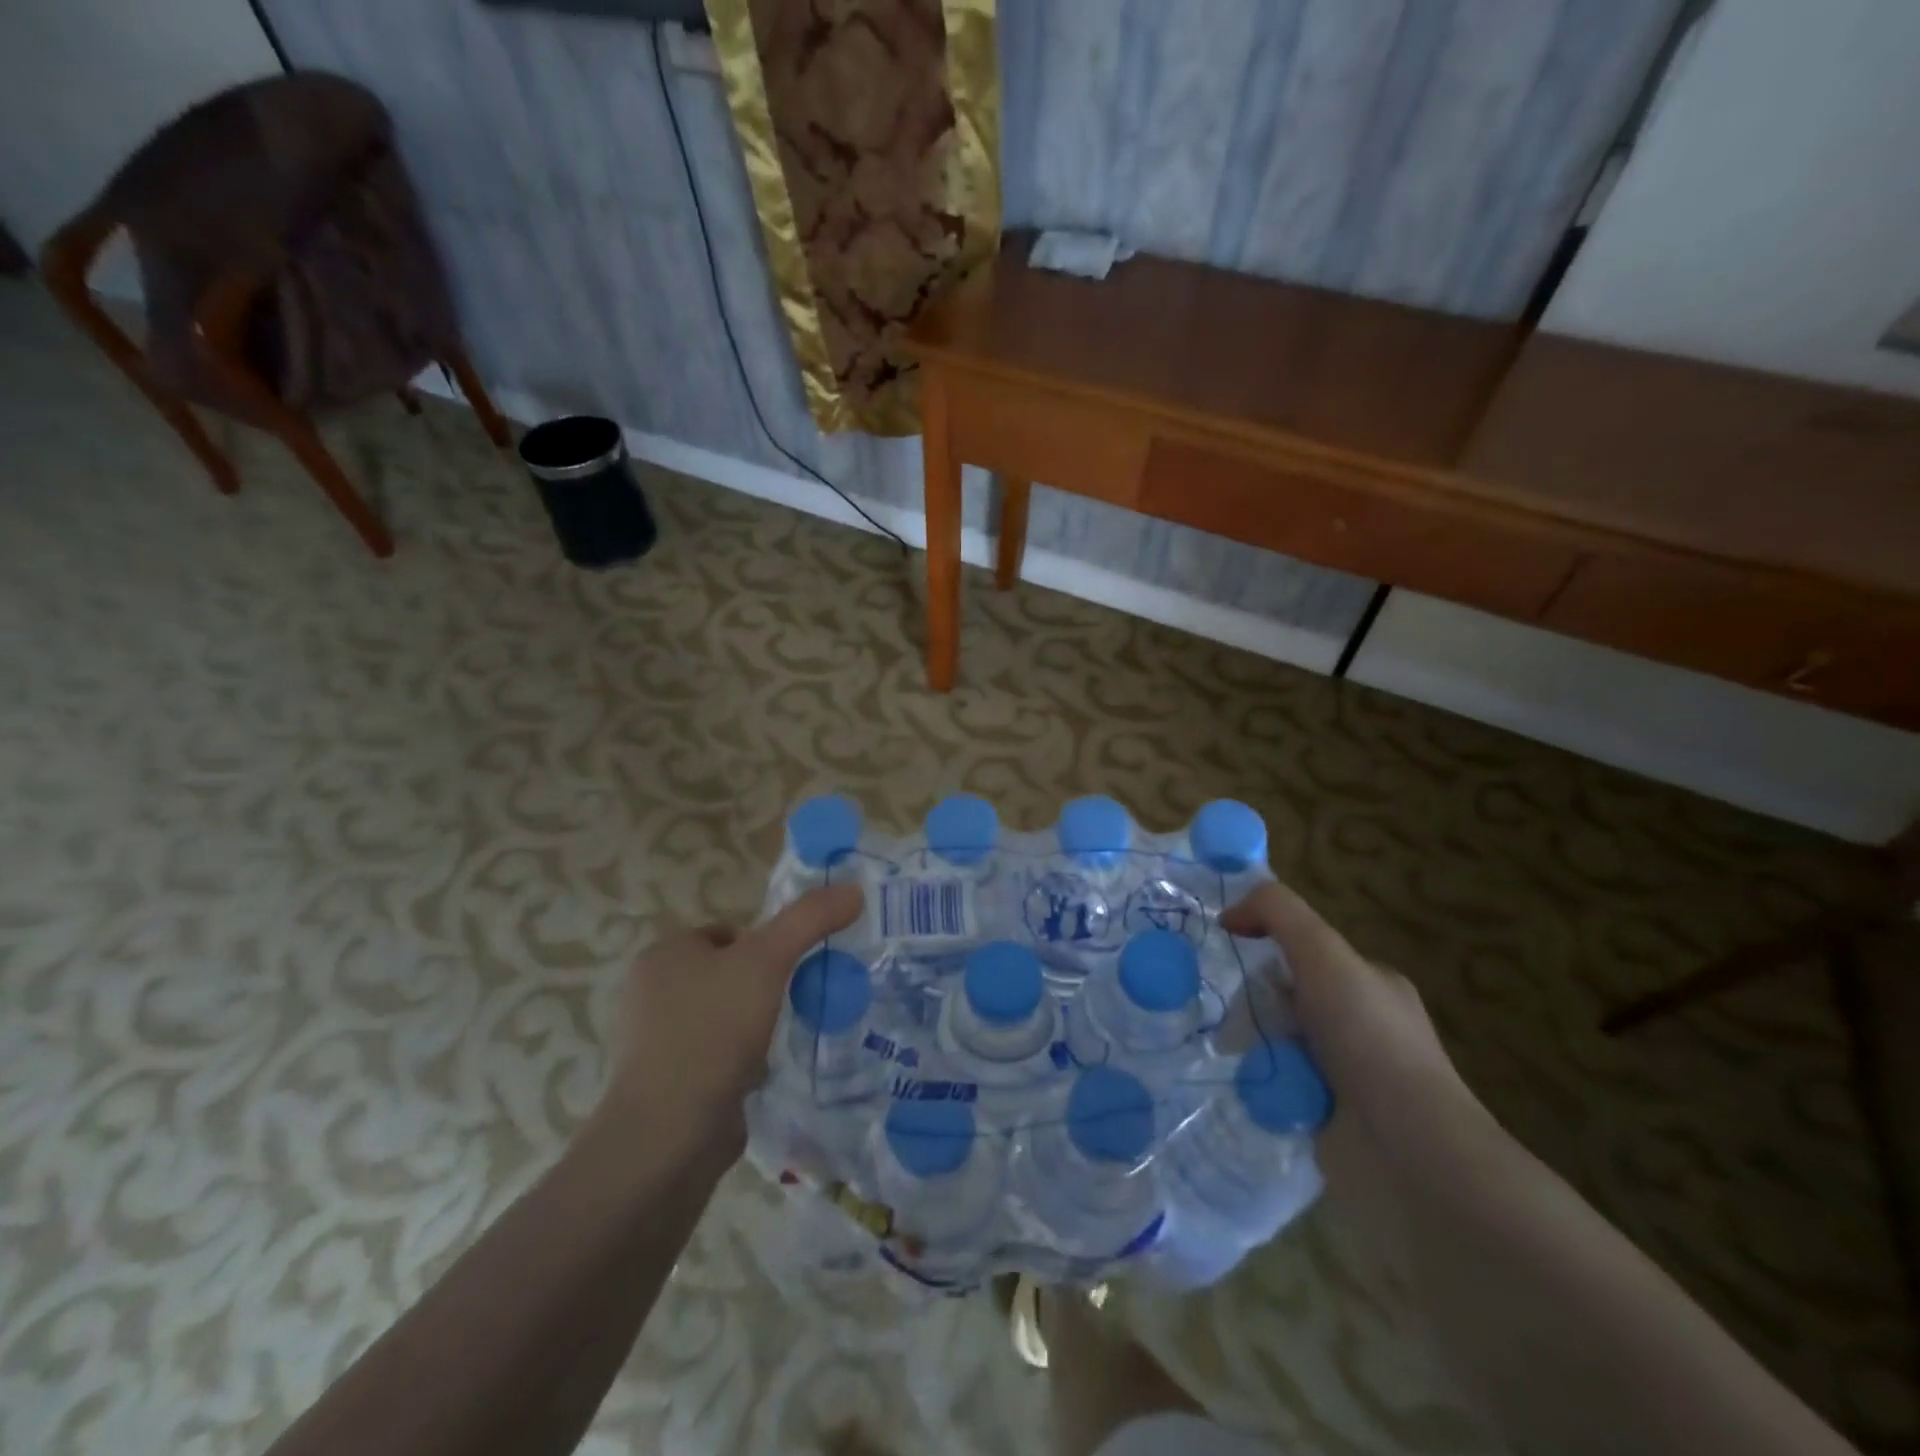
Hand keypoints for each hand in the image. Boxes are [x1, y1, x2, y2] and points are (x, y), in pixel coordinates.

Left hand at [598, 883, 863, 1157]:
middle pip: (727, 974)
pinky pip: (715, 1058)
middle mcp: (650, 994)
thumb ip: (810, 919)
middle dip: (762, 988)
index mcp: (662, 955)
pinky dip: (739, 1062)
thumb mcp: (768, 960)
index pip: (725, 933)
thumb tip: (853, 888)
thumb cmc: (712, 1031)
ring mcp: (654, 1043)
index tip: (789, 971)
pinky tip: (761, 1074)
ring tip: (781, 1039)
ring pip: (723, 1017)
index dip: (763, 946)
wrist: (669, 1134)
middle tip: (792, 1003)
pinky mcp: (666, 1086)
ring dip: (753, 1026)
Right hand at [1220, 881, 1482, 1137]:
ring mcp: (1347, 1075)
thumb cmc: (1368, 1038)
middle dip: (1254, 1000)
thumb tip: (1231, 913)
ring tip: (1222, 1048)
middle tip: (1223, 1008)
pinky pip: (1277, 1085)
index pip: (1308, 951)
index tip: (1228, 946)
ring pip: (1277, 1041)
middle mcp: (1362, 1025)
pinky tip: (1238, 1082)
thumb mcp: (1324, 953)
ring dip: (1250, 1043)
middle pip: (1286, 996)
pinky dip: (1257, 1082)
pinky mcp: (1330, 1117)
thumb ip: (1279, 913)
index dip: (1267, 941)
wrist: (1408, 1148)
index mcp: (1372, 984)